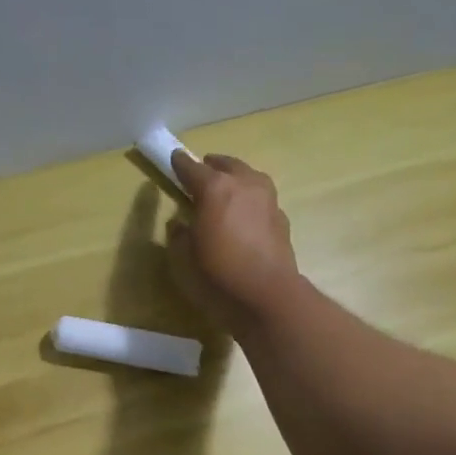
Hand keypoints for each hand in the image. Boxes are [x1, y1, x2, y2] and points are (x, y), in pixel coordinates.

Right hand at [167, 151, 300, 332]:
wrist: (267, 294)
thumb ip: (179, 235)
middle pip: (226, 165)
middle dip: (212, 166)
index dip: (180, 164)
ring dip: (236, 179)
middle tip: (202, 172)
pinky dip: (250, 201)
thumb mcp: (185, 258)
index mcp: (215, 188)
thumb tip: (180, 223)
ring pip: (248, 177)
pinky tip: (244, 215)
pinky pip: (261, 199)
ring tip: (226, 191)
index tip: (174, 160)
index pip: (192, 168)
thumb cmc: (219, 274)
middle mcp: (244, 184)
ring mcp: (267, 199)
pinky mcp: (281, 217)